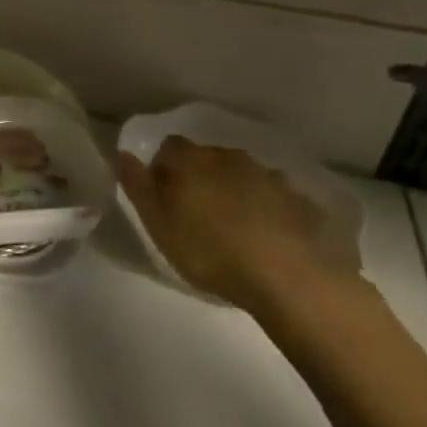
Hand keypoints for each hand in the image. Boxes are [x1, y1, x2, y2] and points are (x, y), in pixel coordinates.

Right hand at [117, 136, 356, 314]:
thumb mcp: (158, 224)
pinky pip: (277, 199)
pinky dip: (270, 211)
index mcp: (191, 160)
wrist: (292, 278)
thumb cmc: (211, 251)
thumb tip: (124, 154)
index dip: (164, 169)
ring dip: (237, 193)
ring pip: (244, 176)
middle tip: (199, 216)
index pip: (169, 148)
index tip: (165, 199)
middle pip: (208, 159)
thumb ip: (137, 186)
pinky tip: (271, 239)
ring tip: (237, 230)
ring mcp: (270, 176)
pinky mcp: (302, 201)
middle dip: (202, 179)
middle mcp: (229, 157)